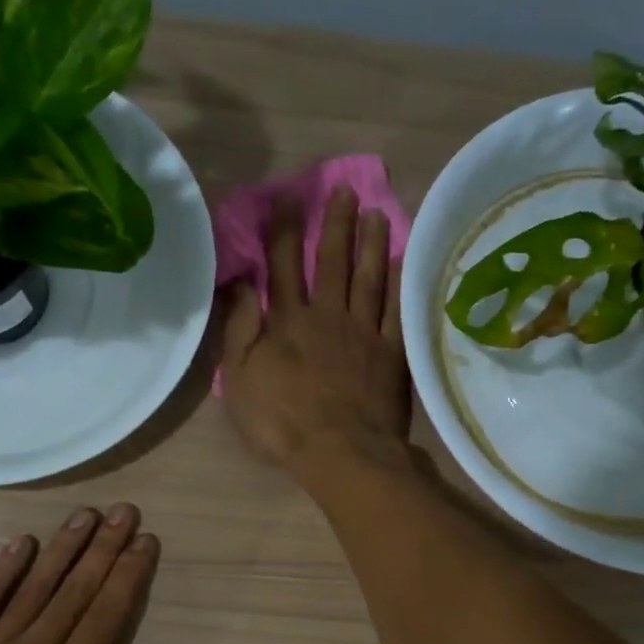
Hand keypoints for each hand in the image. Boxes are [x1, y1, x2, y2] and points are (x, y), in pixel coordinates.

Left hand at [0, 504, 184, 643]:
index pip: (106, 613)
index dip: (129, 573)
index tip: (146, 540)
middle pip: (76, 589)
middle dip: (104, 547)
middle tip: (125, 511)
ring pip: (35, 586)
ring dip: (62, 547)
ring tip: (86, 514)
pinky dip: (3, 570)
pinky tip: (21, 541)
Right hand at [220, 185, 411, 489]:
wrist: (341, 453)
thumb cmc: (282, 422)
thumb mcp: (241, 380)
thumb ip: (240, 330)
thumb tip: (241, 285)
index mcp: (288, 322)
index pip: (283, 265)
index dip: (284, 230)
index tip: (288, 197)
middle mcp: (328, 316)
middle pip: (332, 262)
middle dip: (335, 224)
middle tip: (344, 191)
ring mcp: (364, 332)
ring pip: (369, 278)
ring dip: (371, 244)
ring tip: (376, 212)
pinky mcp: (392, 353)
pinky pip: (397, 310)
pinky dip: (400, 283)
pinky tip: (404, 261)